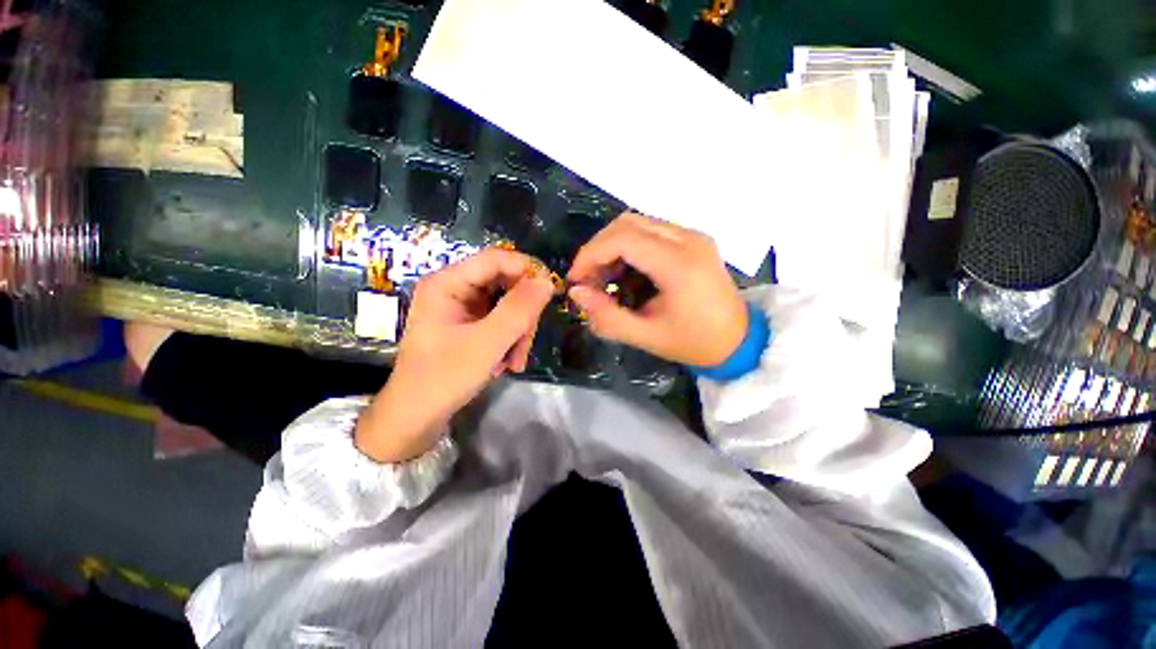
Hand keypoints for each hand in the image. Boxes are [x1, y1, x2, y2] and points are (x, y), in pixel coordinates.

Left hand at [355, 248, 553, 462]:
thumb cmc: (444, 378)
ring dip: (518, 332)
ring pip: (507, 305)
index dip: (526, 271)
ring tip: (514, 362)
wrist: (416, 417)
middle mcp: (454, 288)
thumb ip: (518, 310)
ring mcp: (462, 307)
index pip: (496, 259)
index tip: (550, 293)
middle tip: (526, 343)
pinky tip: (507, 363)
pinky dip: (509, 340)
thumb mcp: (486, 343)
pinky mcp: (469, 324)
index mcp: (447, 283)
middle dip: (522, 314)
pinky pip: (501, 321)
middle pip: (505, 283)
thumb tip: (547, 281)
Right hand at [567, 212, 746, 366]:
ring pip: (638, 223)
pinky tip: (625, 271)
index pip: (623, 239)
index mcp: (679, 265)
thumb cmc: (694, 342)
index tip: (576, 278)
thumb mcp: (647, 337)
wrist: (738, 340)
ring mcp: (693, 236)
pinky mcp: (693, 239)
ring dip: (612, 246)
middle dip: (598, 248)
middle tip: (587, 278)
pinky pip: (651, 230)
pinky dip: (629, 246)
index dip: (591, 254)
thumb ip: (608, 317)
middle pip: (628, 223)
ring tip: (603, 276)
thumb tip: (577, 292)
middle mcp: (688, 240)